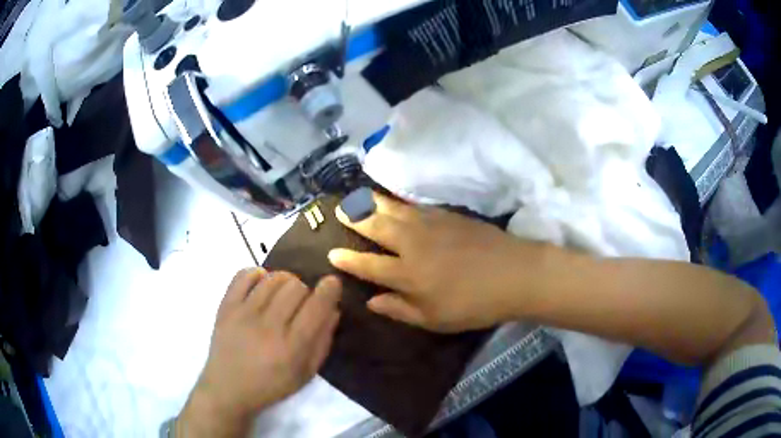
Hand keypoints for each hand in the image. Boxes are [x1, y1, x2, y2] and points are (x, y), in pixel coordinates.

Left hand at [177, 269, 340, 436]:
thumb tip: (333, 309)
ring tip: (281, 294)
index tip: (332, 283)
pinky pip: (243, 276)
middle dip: (305, 290)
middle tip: (300, 303)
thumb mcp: (306, 373)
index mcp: (293, 347)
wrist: (228, 388)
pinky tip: (261, 284)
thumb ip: (323, 341)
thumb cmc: (271, 385)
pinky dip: (257, 274)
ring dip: (284, 281)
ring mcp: (244, 314)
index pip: (317, 306)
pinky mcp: (226, 307)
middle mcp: (269, 326)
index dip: (330, 289)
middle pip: (296, 287)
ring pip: (273, 279)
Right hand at [328, 192, 547, 332]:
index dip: (348, 260)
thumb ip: (400, 309)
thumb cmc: (474, 304)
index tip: (331, 253)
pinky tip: (393, 200)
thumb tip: (371, 301)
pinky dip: (399, 201)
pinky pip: (415, 205)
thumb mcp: (435, 319)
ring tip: (357, 197)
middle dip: (354, 219)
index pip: (368, 264)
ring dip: (372, 203)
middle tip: (339, 210)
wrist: (514, 273)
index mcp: (408, 274)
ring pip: (393, 210)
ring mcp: (430, 225)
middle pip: (376, 227)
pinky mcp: (447, 214)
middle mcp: (413, 244)